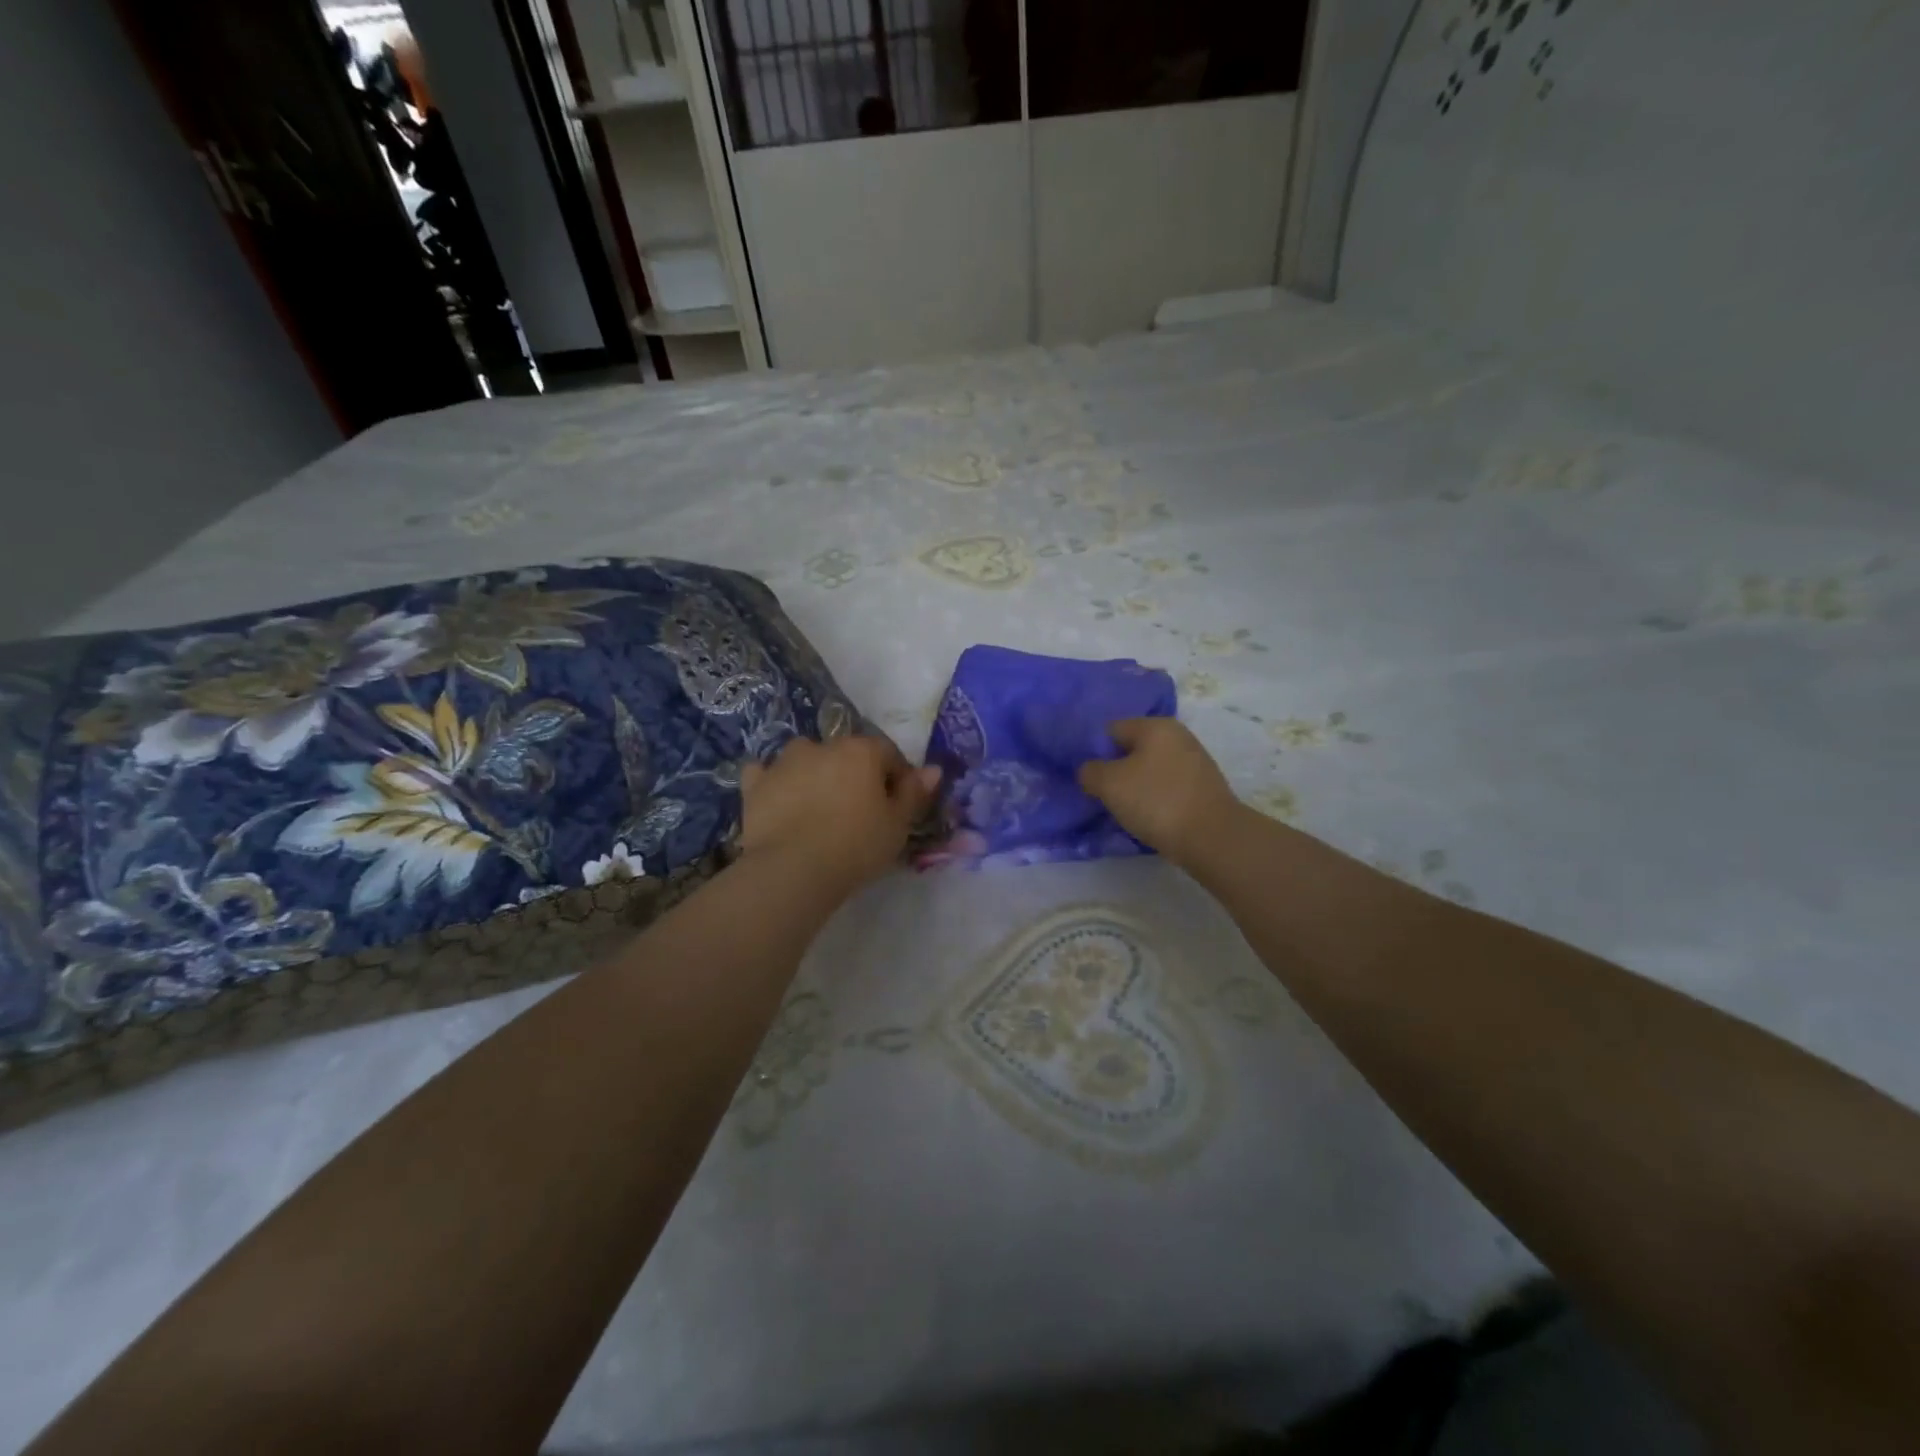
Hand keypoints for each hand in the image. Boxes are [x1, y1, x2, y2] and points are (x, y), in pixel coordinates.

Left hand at [739, 734, 940, 892]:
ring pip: (806, 758)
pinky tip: (779, 801)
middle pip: (847, 754)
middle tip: (859, 811)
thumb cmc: (856, 846)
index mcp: (861, 751)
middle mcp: (822, 746)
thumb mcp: (898, 825)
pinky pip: (766, 775)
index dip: (897, 777)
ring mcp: (784, 762)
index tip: (897, 805)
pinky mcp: (756, 784)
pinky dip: (774, 783)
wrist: (792, 869)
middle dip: (855, 774)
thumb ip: (915, 793)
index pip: (888, 753)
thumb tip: (933, 769)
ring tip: (819, 807)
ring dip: (815, 773)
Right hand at [1078, 718, 1239, 867]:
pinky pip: (1168, 785)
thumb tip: (1090, 771)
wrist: (1212, 837)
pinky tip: (1149, 816)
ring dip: (1136, 786)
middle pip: (1132, 748)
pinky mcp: (1204, 785)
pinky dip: (1155, 797)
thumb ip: (1089, 771)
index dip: (1094, 752)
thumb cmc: (1156, 801)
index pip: (1111, 730)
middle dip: (1116, 769)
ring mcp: (1195, 760)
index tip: (1088, 778)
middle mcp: (1178, 735)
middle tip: (1103, 795)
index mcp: (1155, 726)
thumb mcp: (1109, 784)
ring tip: (1125, 809)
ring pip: (1151, 768)